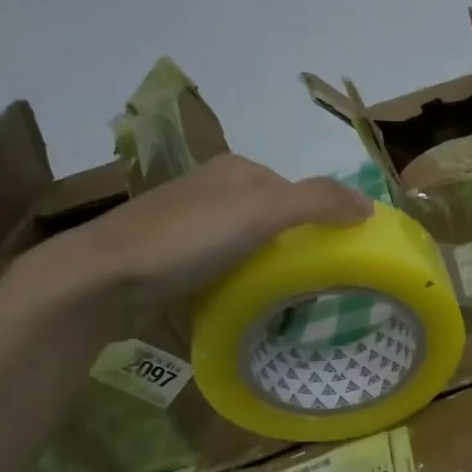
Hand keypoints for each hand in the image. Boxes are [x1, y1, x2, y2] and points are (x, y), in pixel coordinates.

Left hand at [27, 154, 371, 325]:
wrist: (102, 277)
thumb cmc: (188, 238)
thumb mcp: (263, 212)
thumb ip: (319, 202)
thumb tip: (369, 206)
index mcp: (238, 170)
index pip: (299, 191)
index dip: (324, 221)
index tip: (341, 257)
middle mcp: (214, 189)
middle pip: (276, 218)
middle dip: (298, 246)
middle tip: (317, 284)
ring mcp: (190, 223)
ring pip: (250, 243)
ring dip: (271, 266)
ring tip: (287, 299)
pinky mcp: (172, 256)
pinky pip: (225, 264)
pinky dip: (242, 280)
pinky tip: (245, 301)